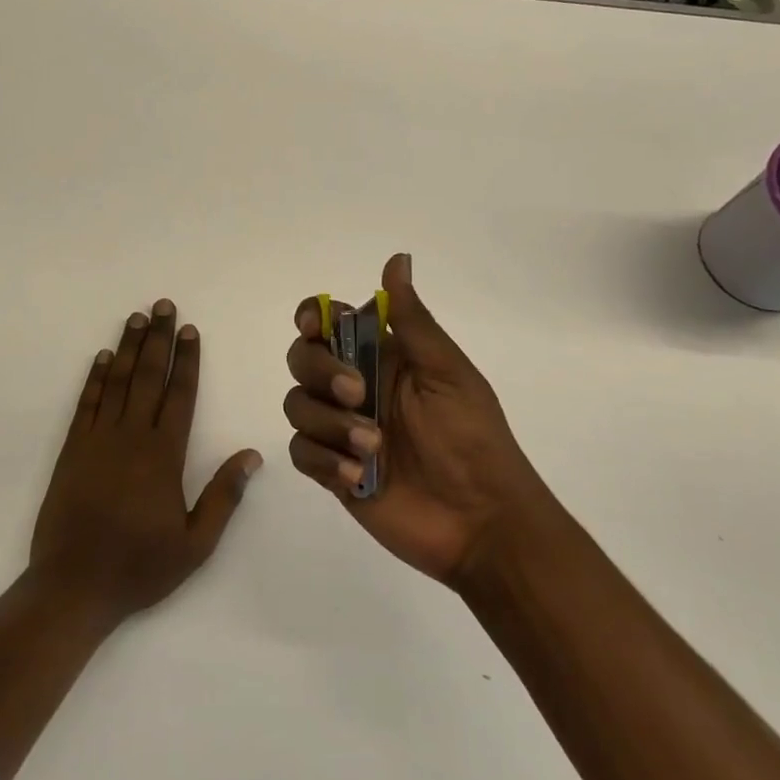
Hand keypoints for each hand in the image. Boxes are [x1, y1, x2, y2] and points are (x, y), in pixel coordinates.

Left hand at [31, 299, 262, 622]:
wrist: (73, 587)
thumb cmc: (139, 567)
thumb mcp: (195, 544)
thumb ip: (224, 496)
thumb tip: (251, 455)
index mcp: (164, 455)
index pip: (180, 395)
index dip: (187, 360)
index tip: (190, 330)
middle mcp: (131, 436)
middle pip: (149, 376)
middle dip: (158, 338)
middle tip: (164, 305)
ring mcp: (98, 439)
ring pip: (117, 381)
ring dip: (128, 347)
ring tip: (137, 317)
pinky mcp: (72, 449)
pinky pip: (86, 403)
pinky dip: (95, 377)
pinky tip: (102, 357)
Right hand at [284, 253, 552, 587]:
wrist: (482, 521)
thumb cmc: (472, 438)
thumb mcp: (447, 372)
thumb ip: (412, 320)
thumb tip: (397, 258)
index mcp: (383, 357)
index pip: (330, 323)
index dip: (313, 317)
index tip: (314, 327)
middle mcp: (354, 387)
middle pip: (302, 359)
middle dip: (320, 371)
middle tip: (357, 394)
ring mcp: (340, 430)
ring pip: (297, 405)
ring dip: (328, 423)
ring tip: (373, 448)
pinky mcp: (333, 471)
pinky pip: (301, 452)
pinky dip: (324, 460)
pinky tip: (358, 476)